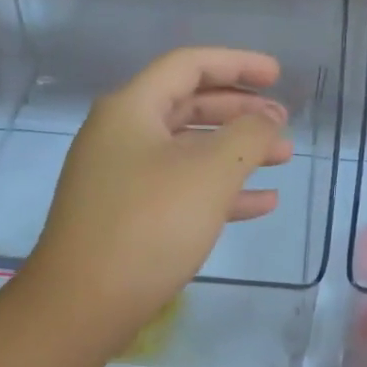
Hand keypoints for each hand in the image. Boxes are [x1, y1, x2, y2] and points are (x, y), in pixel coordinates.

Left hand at [23, 48, 292, 344]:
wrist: (84, 302)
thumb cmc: (150, 224)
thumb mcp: (210, 173)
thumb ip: (248, 135)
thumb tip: (268, 118)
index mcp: (132, 109)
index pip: (189, 65)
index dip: (237, 63)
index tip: (277, 74)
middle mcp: (121, 134)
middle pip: (189, 105)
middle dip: (240, 111)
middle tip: (282, 120)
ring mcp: (121, 176)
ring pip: (188, 150)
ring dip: (236, 151)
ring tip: (282, 158)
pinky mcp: (127, 214)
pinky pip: (180, 188)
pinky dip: (219, 190)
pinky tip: (261, 204)